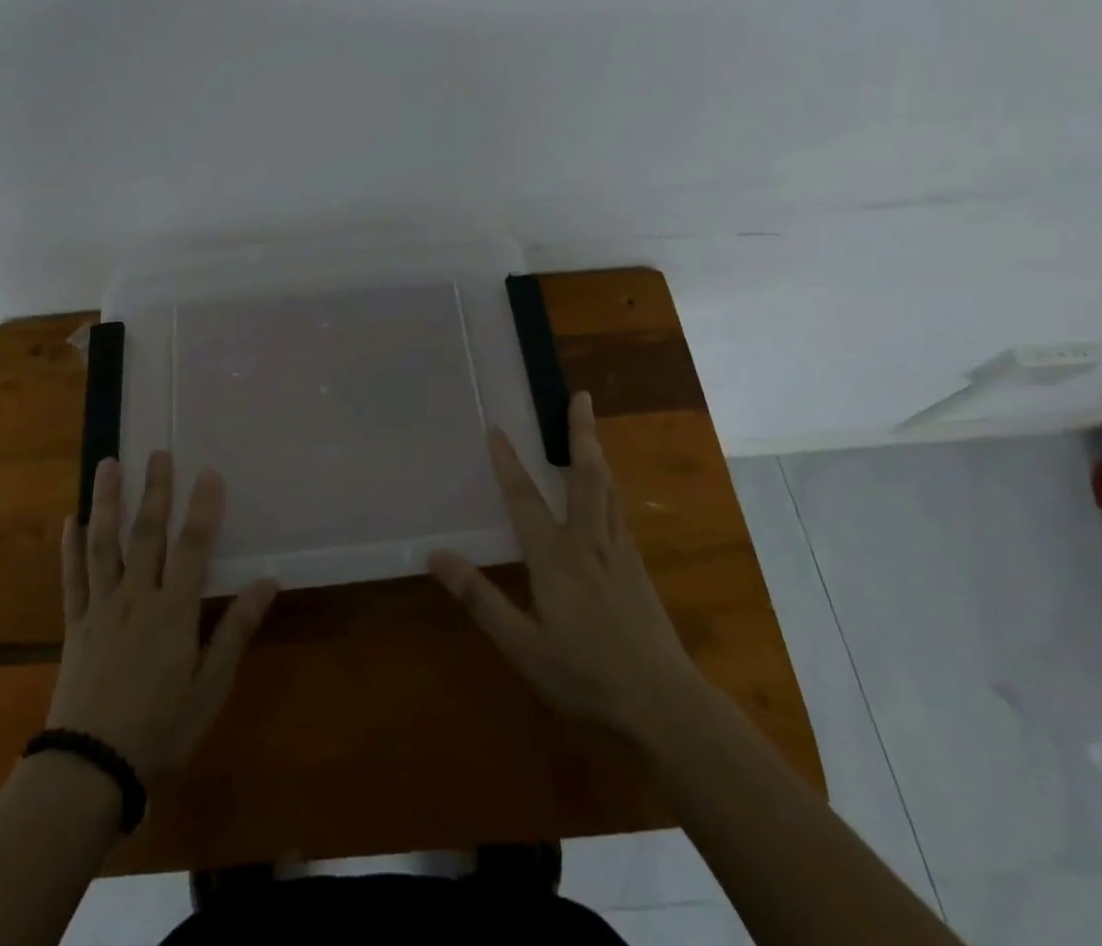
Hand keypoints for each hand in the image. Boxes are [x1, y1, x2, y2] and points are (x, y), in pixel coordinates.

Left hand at [46, 453, 278, 781]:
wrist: (91, 769)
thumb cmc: (161, 729)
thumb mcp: (210, 686)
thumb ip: (236, 629)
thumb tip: (269, 581)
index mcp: (173, 611)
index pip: (191, 547)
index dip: (202, 508)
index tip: (208, 472)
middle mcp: (136, 597)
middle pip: (146, 533)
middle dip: (155, 490)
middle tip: (158, 452)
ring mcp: (101, 608)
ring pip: (104, 544)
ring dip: (107, 501)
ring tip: (108, 464)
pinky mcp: (75, 625)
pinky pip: (72, 578)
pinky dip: (70, 547)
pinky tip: (70, 520)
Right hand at [429, 392, 697, 737]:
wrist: (666, 706)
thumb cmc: (587, 678)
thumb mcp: (524, 647)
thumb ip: (480, 599)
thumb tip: (435, 556)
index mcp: (556, 559)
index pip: (525, 500)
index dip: (509, 463)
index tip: (497, 428)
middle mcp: (589, 543)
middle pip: (586, 476)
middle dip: (580, 433)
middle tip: (580, 396)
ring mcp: (620, 553)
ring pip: (608, 488)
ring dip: (596, 452)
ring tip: (590, 426)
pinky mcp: (638, 568)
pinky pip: (619, 510)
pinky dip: (608, 484)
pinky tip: (607, 489)